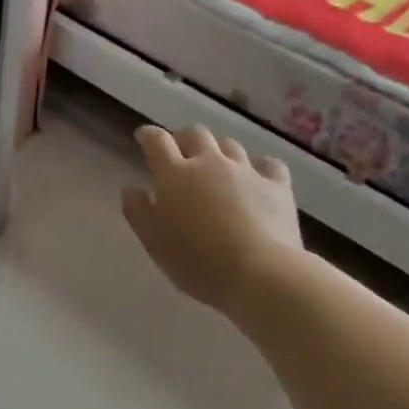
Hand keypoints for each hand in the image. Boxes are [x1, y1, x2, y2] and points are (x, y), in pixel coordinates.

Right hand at [122, 126, 303, 314]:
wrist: (260, 273)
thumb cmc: (196, 260)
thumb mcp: (154, 241)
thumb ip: (137, 210)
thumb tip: (131, 188)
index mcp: (175, 174)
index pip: (157, 141)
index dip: (148, 135)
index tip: (143, 137)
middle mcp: (209, 162)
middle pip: (195, 135)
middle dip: (185, 139)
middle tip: (181, 154)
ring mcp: (246, 171)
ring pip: (230, 146)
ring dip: (219, 152)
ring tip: (217, 167)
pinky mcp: (277, 185)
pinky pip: (269, 165)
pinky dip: (261, 167)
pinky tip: (258, 177)